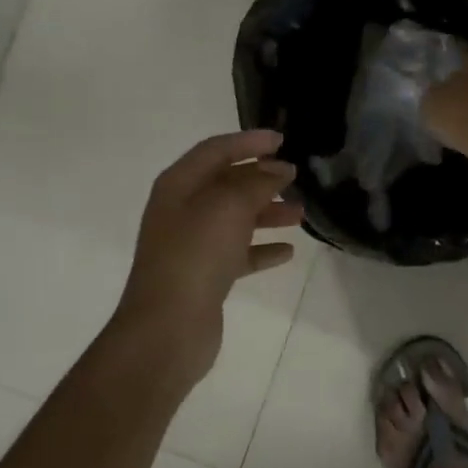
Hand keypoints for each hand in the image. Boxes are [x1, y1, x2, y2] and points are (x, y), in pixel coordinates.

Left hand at [113, 129, 302, 382]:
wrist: (167, 327)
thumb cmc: (196, 254)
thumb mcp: (229, 206)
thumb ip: (258, 182)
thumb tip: (280, 170)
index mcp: (179, 184)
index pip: (216, 149)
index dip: (248, 141)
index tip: (282, 140)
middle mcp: (182, 210)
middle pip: (226, 183)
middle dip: (261, 178)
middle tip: (295, 177)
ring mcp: (192, 244)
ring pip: (235, 218)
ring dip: (266, 212)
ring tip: (300, 214)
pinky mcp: (204, 275)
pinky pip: (238, 253)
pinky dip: (261, 248)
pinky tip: (287, 251)